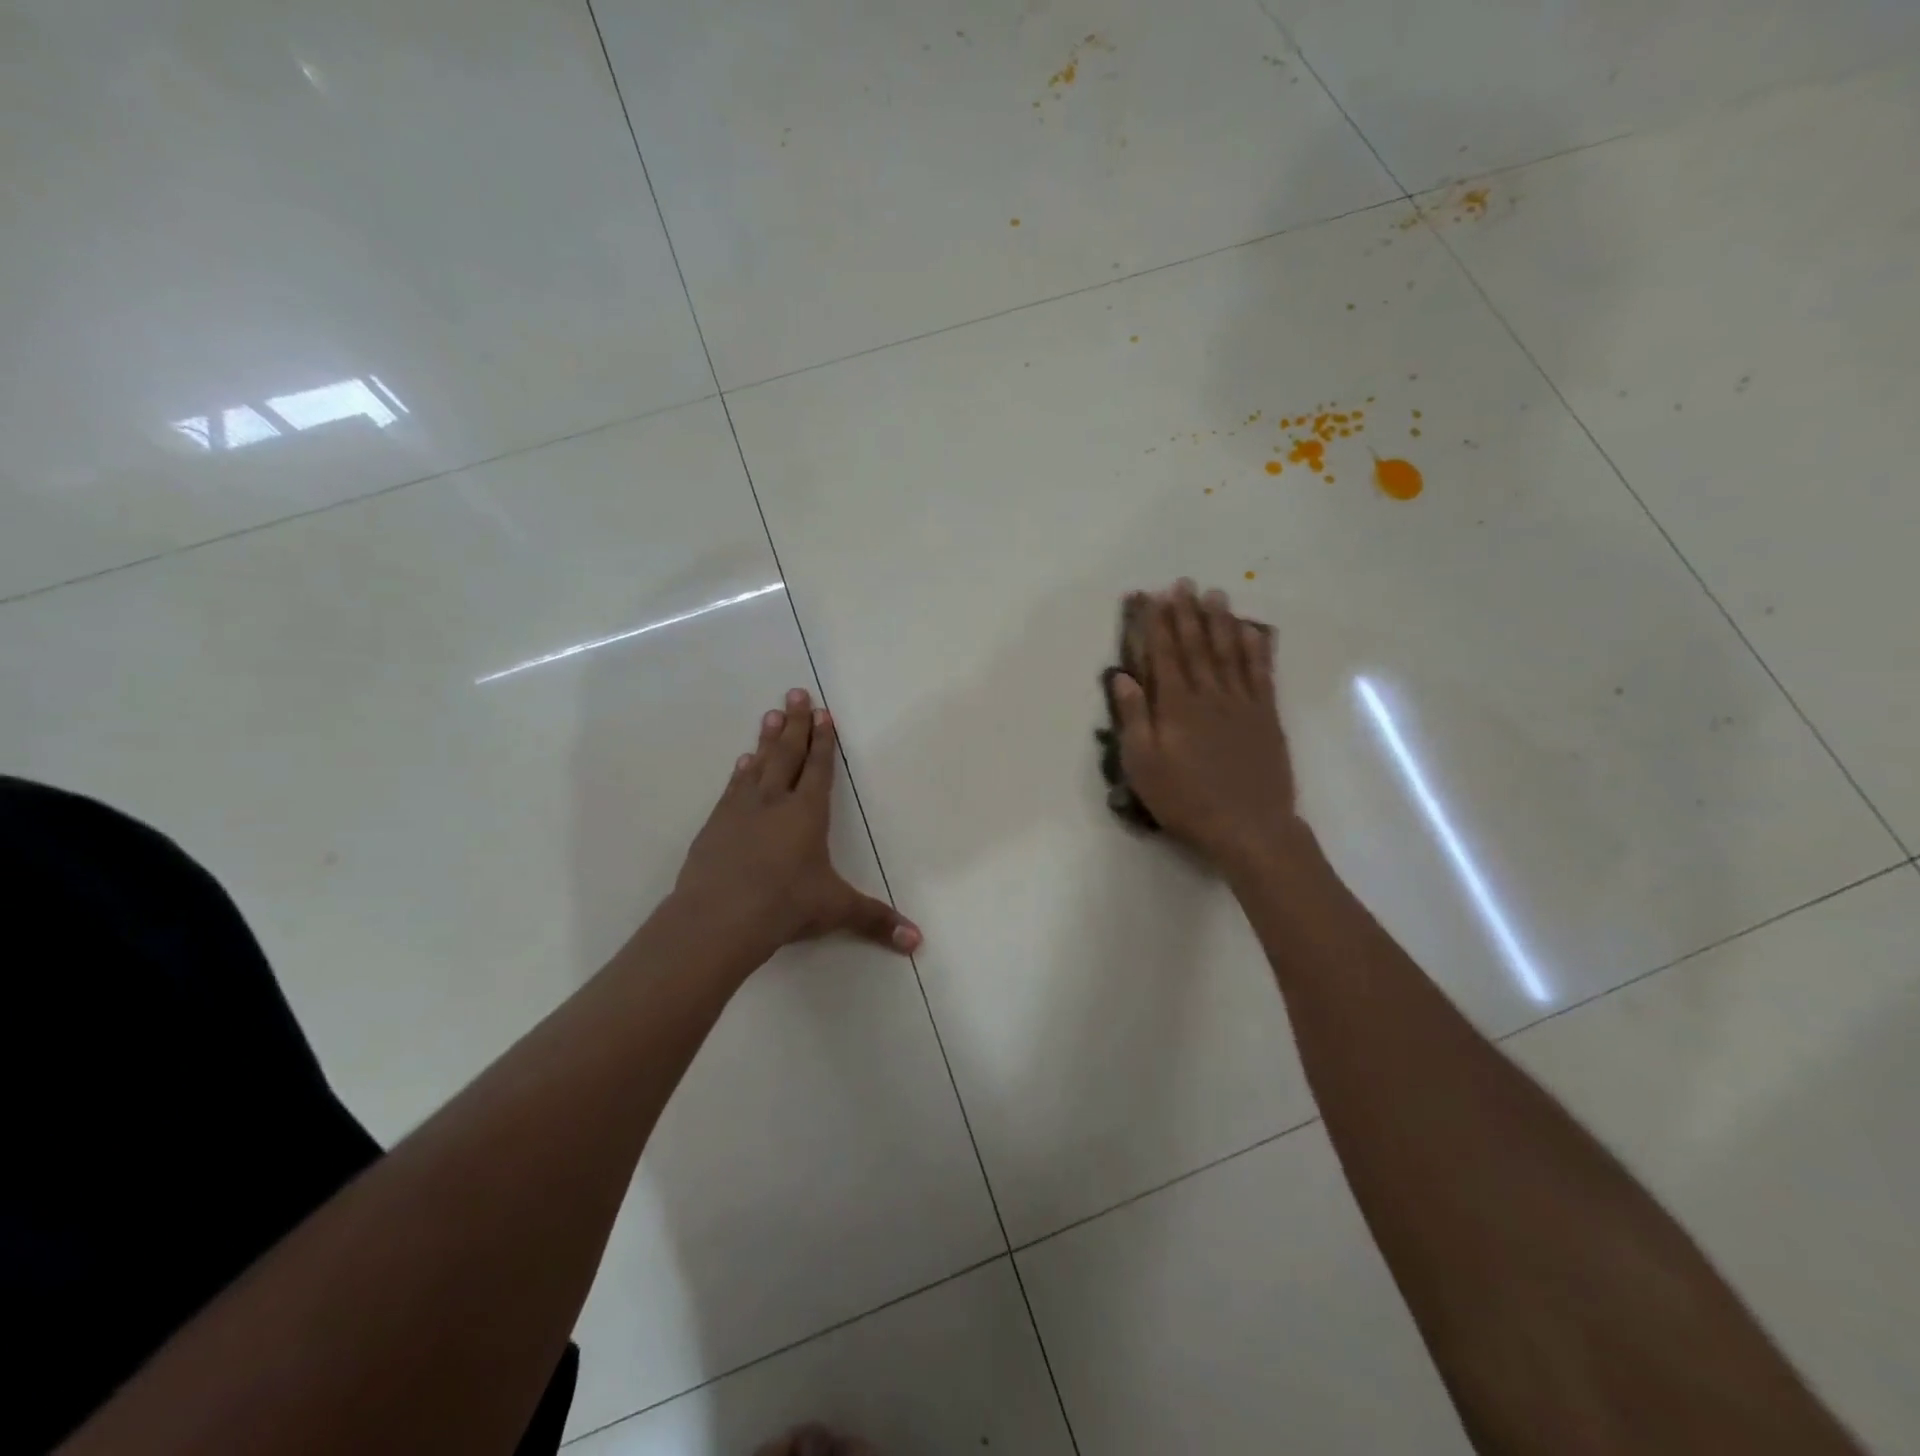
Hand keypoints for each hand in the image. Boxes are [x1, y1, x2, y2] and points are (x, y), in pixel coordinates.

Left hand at [673, 688, 921, 967]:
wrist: (717, 918)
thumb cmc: (784, 906)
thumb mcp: (835, 910)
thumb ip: (875, 920)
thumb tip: (917, 942)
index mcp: (807, 814)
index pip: (819, 769)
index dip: (823, 741)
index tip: (823, 713)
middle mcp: (774, 802)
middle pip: (788, 755)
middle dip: (795, 724)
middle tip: (795, 693)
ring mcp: (741, 811)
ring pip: (758, 765)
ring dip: (767, 740)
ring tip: (770, 715)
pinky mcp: (715, 825)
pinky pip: (733, 788)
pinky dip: (741, 772)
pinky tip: (742, 763)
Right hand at [1111, 581, 1303, 873]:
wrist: (1248, 826)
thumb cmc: (1185, 799)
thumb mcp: (1143, 765)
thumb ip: (1134, 718)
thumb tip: (1122, 677)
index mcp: (1176, 706)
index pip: (1164, 654)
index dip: (1157, 624)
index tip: (1153, 597)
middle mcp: (1209, 695)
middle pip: (1197, 645)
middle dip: (1187, 613)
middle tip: (1184, 583)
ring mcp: (1242, 703)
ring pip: (1230, 652)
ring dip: (1221, 621)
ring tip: (1216, 595)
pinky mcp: (1266, 716)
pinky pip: (1261, 673)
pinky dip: (1256, 649)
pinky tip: (1252, 631)